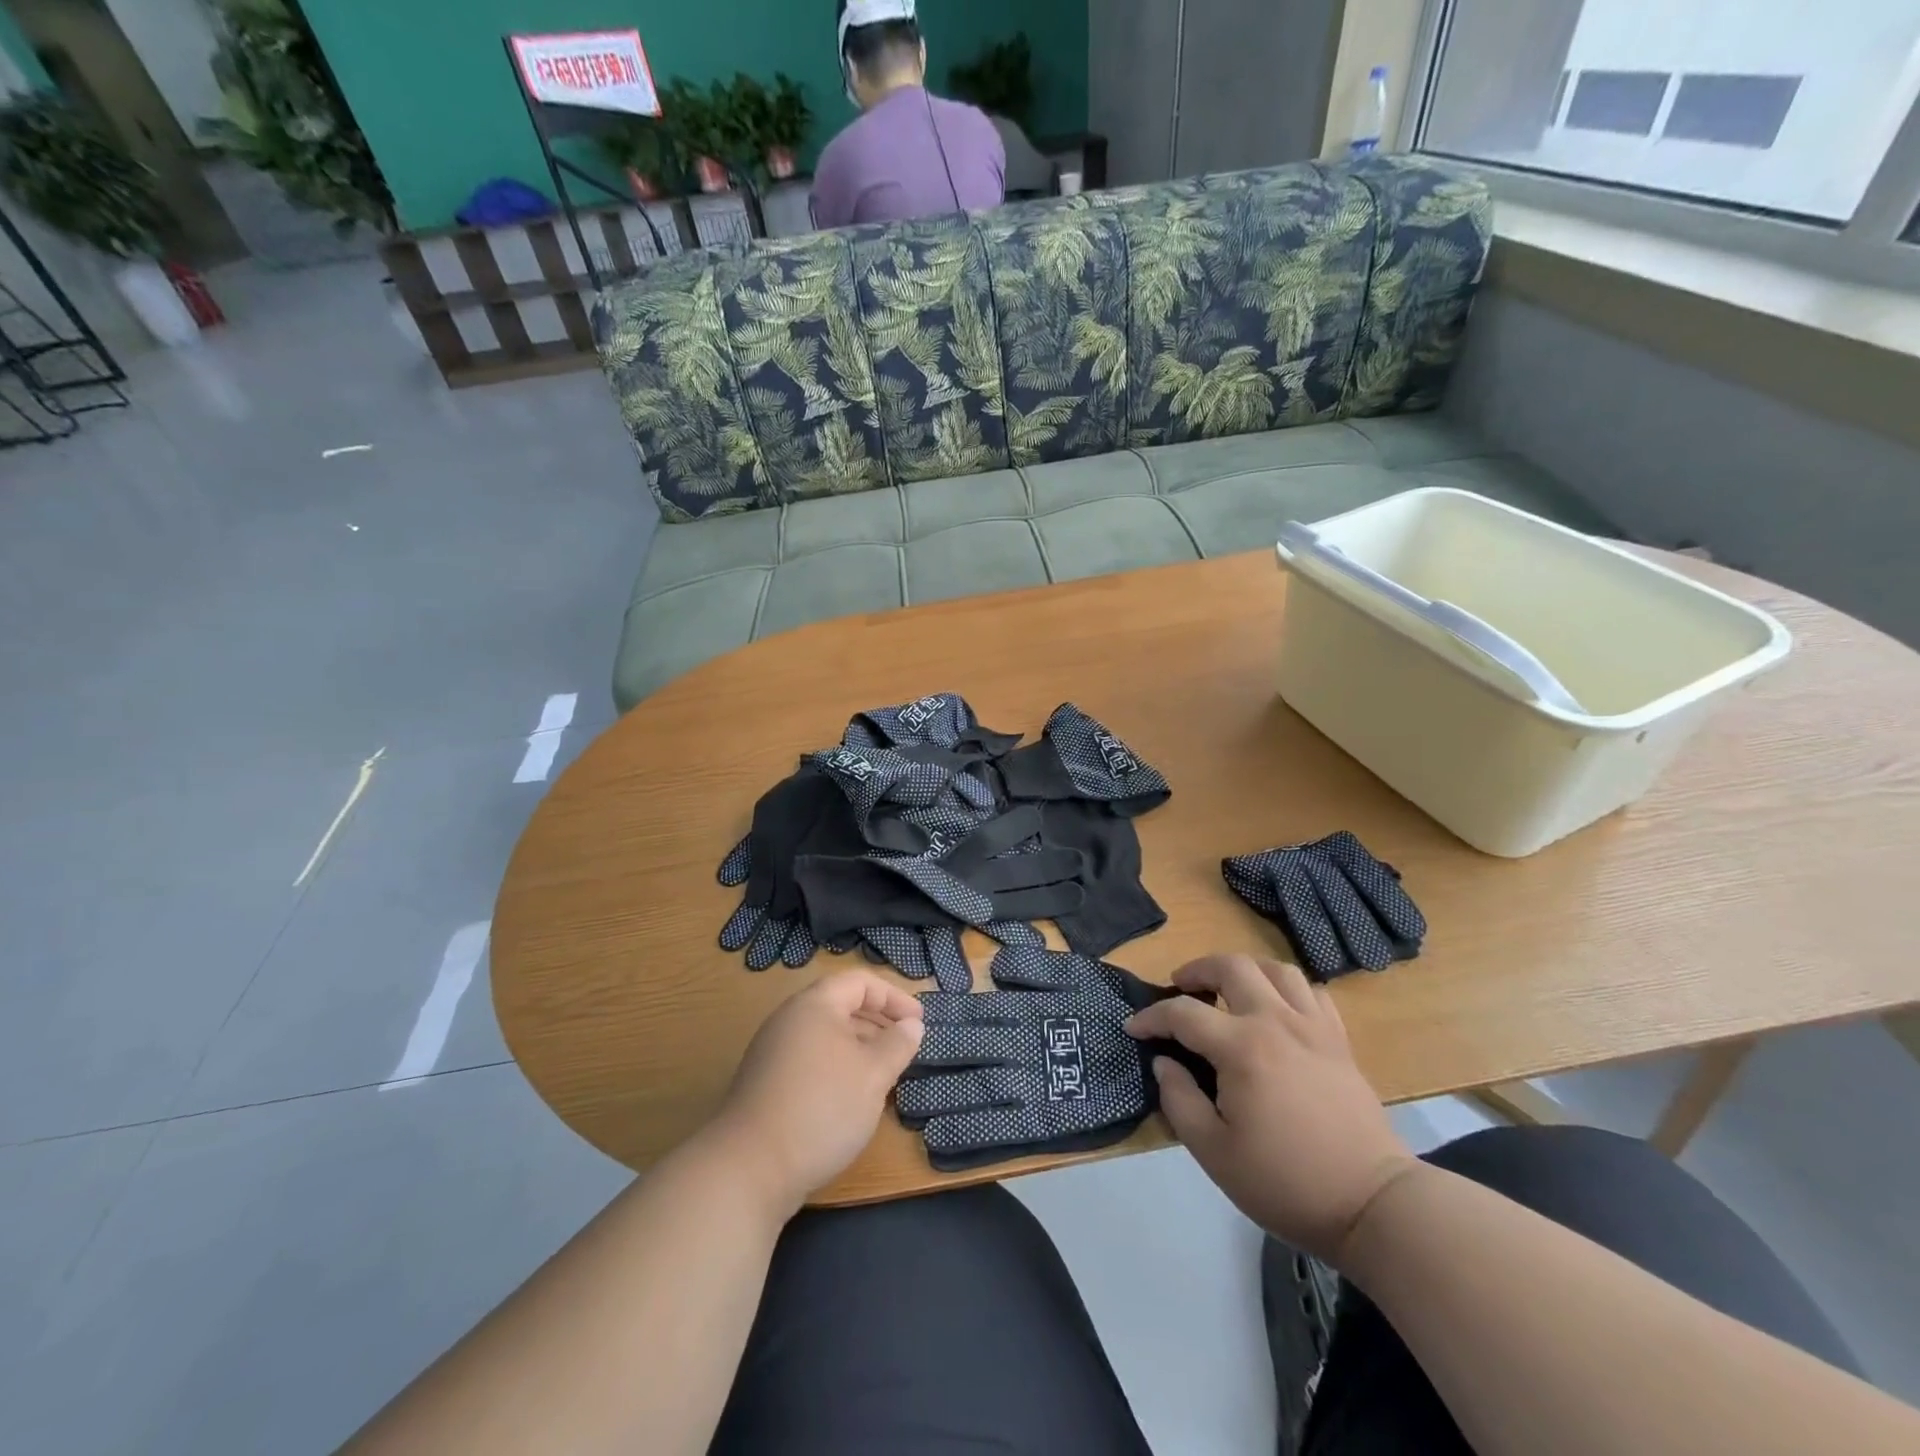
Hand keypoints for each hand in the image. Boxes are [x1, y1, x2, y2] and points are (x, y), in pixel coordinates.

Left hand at [708, 971, 924, 1216]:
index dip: (894, 997)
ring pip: (826, 1035)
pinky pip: (811, 1058)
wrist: (749, 1169)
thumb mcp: (873, 1075)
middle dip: (878, 1021)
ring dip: (859, 1046)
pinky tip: (852, 1097)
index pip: (860, 982)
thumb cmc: (821, 1108)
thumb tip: (912, 1025)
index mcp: (814, 1005)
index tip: (919, 1021)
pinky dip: (837, 1066)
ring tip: (884, 1072)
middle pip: (841, 1005)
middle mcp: (790, 1019)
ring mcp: (773, 1051)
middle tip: (905, 1045)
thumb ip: (897, 1045)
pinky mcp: (766, 1083)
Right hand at [1127, 954, 1417, 1263]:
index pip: (1184, 1013)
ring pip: (1275, 969)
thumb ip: (1179, 1100)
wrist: (1371, 1205)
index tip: (1133, 1028)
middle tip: (1180, 987)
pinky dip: (1286, 989)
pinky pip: (1312, 992)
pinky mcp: (1340, 1041)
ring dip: (1244, 970)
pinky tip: (1276, 1009)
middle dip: (1197, 970)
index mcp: (1242, 1048)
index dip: (1152, 1017)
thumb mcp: (1213, 1152)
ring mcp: (1314, 1027)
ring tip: (1228, 990)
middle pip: (1232, 966)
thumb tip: (1165, 1062)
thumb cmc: (1285, 1182)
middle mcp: (1276, 1022)